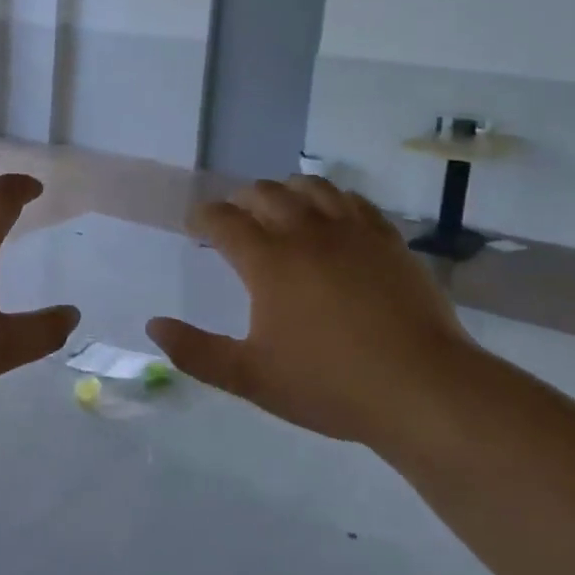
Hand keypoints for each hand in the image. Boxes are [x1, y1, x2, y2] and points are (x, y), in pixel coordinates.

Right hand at [147, 176, 474, 446]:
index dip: (203, 216)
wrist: (421, 388)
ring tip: (280, 205)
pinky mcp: (387, 239)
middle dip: (241, 199)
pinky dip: (332, 198)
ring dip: (286, 190)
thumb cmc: (329, 384)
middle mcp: (306, 232)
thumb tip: (153, 326)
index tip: (196, 223)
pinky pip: (353, 200)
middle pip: (265, 193)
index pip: (224, 221)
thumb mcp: (251, 377)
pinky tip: (332, 214)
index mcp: (268, 261)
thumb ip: (197, 352)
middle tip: (235, 216)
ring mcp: (351, 231)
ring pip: (310, 187)